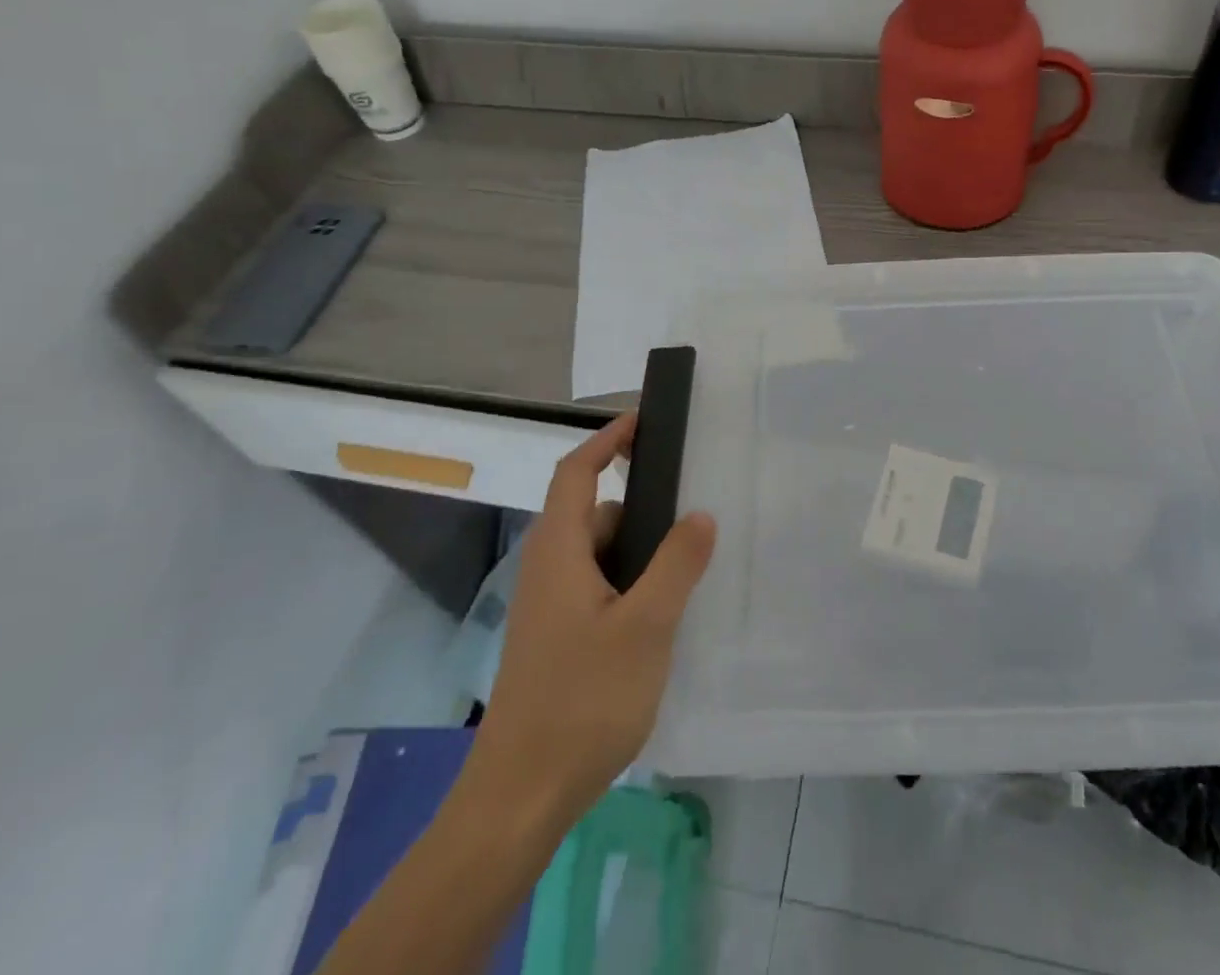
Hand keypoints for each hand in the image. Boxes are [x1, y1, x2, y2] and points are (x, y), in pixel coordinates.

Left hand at [463, 412, 716, 829]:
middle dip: (643, 505)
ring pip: (602, 556)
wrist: (520, 798)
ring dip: (642, 551)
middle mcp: (550, 570)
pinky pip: (602, 588)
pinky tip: (667, 614)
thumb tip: (699, 514)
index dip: (607, 440)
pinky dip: (633, 584)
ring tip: (692, 565)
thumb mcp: (645, 627)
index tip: (645, 421)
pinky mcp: (560, 640)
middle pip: (596, 513)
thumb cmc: (582, 700)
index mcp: (559, 552)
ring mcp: (552, 609)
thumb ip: (676, 564)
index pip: (576, 471)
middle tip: (696, 508)